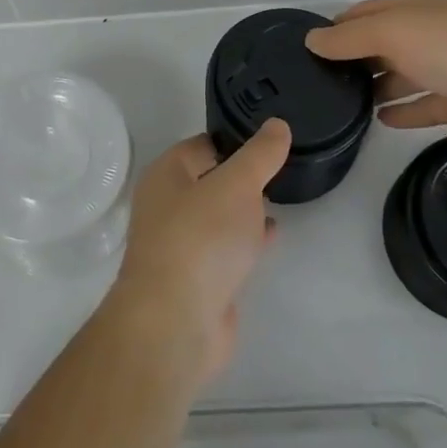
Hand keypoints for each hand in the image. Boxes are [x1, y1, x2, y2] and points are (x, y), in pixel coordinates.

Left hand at [107, 122, 288, 386]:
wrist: (176, 323)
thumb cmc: (201, 239)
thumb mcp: (237, 185)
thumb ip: (260, 155)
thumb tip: (277, 125)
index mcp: (166, 175)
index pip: (203, 144)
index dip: (235, 140)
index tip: (271, 140)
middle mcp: (167, 205)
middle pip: (209, 179)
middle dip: (241, 175)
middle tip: (279, 168)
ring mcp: (180, 244)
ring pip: (217, 215)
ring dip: (243, 208)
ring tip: (280, 196)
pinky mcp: (196, 278)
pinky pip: (224, 247)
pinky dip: (245, 238)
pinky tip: (270, 235)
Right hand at [304, 0, 446, 139]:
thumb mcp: (390, 33)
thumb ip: (348, 38)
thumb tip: (311, 40)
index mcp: (411, 9)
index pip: (362, 14)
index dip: (335, 29)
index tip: (306, 51)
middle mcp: (426, 33)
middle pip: (381, 45)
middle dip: (353, 60)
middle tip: (319, 84)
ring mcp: (446, 67)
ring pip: (402, 76)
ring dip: (376, 87)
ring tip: (344, 107)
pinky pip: (424, 106)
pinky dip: (404, 112)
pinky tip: (381, 121)